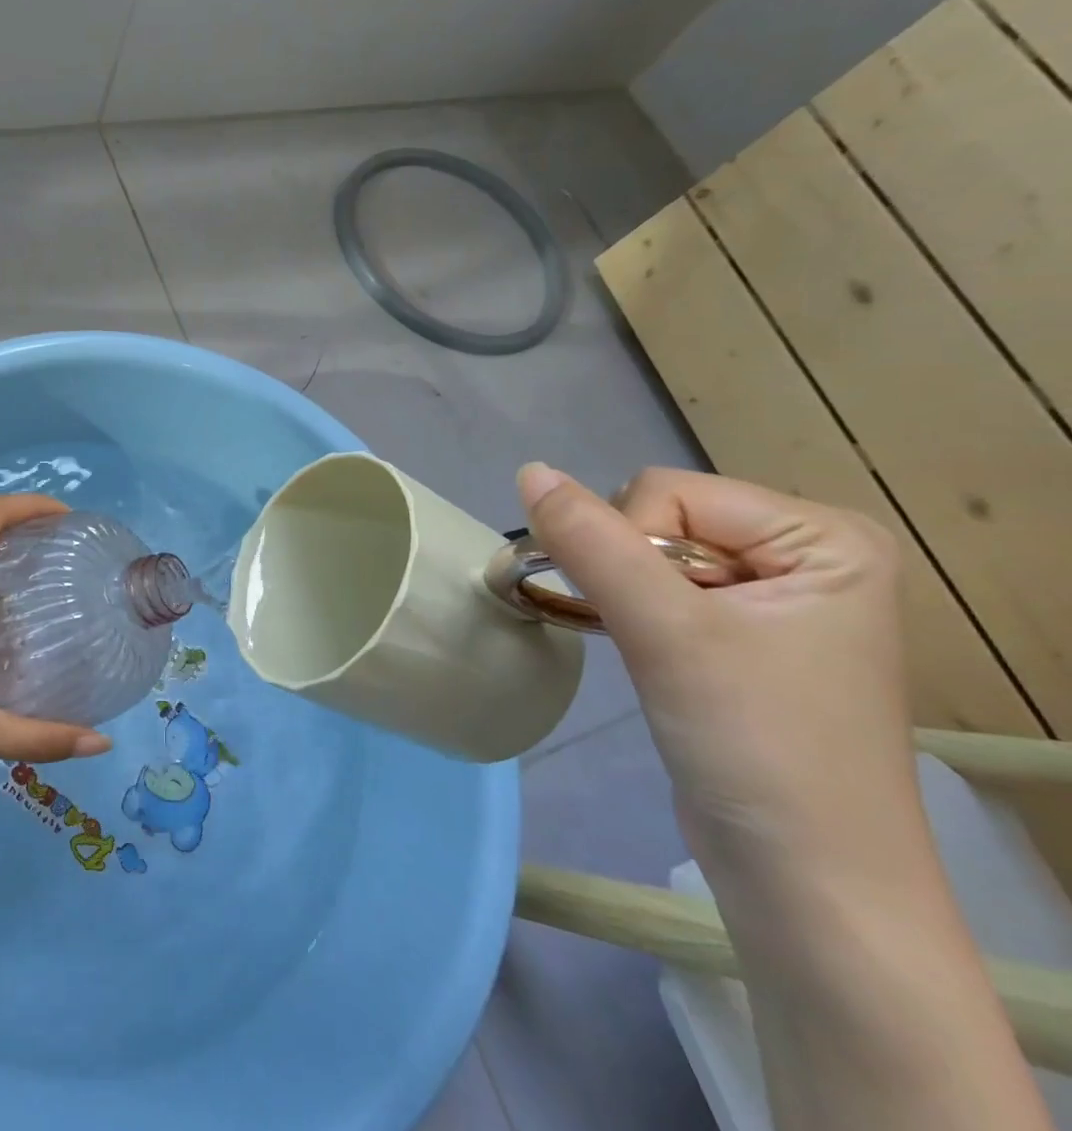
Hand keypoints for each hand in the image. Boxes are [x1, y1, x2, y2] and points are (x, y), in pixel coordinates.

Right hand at [517, 463, 922, 883]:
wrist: (805, 881)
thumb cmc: (755, 746)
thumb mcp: (668, 632)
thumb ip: (591, 542)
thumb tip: (528, 470)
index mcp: (823, 536)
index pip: (670, 492)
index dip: (631, 545)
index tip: (652, 619)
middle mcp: (806, 554)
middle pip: (660, 517)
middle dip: (629, 571)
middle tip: (656, 639)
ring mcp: (777, 595)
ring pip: (649, 554)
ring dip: (625, 595)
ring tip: (654, 652)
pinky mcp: (745, 633)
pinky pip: (662, 588)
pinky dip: (635, 613)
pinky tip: (653, 655)